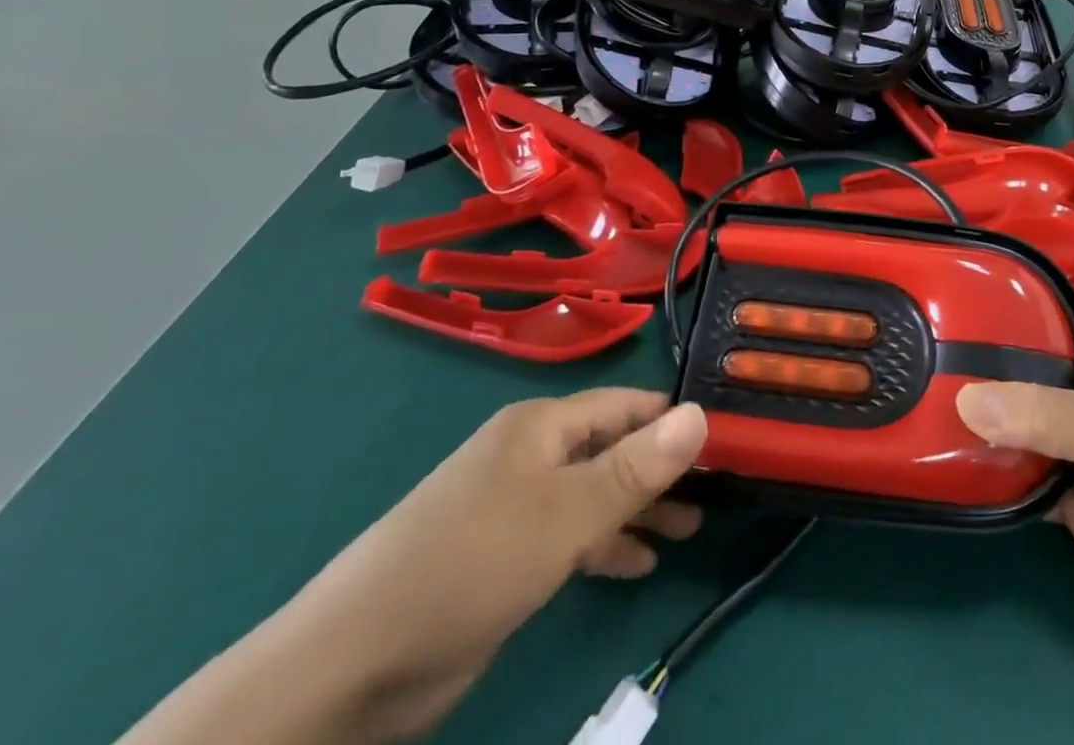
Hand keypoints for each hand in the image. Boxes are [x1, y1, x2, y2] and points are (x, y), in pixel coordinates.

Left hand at [267, 391, 707, 737]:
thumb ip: (636, 468)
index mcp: (542, 426)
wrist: (348, 667)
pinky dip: (606, 543)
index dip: (674, 420)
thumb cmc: (469, 566)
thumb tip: (700, 413)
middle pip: (612, 447)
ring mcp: (513, 506)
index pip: (626, 405)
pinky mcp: (501, 556)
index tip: (725, 442)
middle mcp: (530, 455)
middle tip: (717, 490)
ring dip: (640, 507)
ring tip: (691, 526)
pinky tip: (638, 562)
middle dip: (662, 467)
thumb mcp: (565, 516)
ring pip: (594, 492)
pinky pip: (570, 534)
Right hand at [956, 306, 1073, 636]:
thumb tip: (962, 399)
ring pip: (1021, 422)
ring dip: (984, 418)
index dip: (1017, 296)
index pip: (1058, 310)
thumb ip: (1040, 412)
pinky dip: (992, 471)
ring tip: (922, 395)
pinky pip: (1021, 475)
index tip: (962, 287)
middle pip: (1031, 367)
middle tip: (928, 346)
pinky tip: (947, 457)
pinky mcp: (1069, 495)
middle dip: (987, 360)